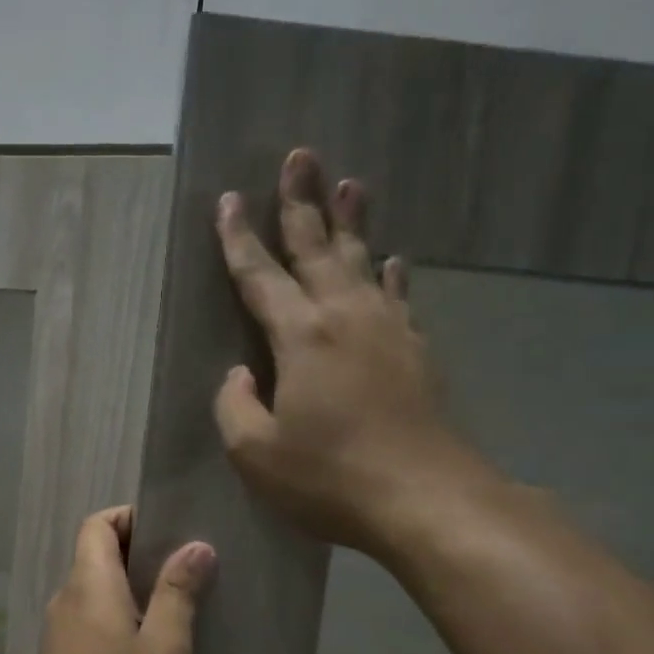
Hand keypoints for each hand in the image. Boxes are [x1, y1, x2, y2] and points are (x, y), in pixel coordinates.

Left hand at [21, 507, 215, 653]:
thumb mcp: (166, 648)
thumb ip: (178, 592)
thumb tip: (195, 545)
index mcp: (87, 586)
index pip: (96, 525)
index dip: (129, 517)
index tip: (171, 531)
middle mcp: (65, 602)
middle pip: (95, 555)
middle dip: (138, 553)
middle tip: (187, 570)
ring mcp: (58, 636)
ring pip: (94, 591)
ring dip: (131, 589)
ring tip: (177, 608)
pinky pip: (90, 621)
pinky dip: (118, 618)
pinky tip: (150, 648)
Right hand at [213, 148, 496, 560]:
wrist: (425, 498)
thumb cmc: (330, 477)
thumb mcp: (256, 453)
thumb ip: (234, 408)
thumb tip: (239, 375)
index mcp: (301, 337)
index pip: (260, 276)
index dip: (239, 239)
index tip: (229, 199)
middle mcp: (345, 317)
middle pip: (318, 248)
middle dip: (302, 203)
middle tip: (300, 156)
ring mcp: (388, 330)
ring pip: (363, 261)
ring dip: (352, 223)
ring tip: (349, 184)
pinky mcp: (416, 352)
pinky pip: (397, 297)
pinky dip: (389, 274)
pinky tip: (390, 261)